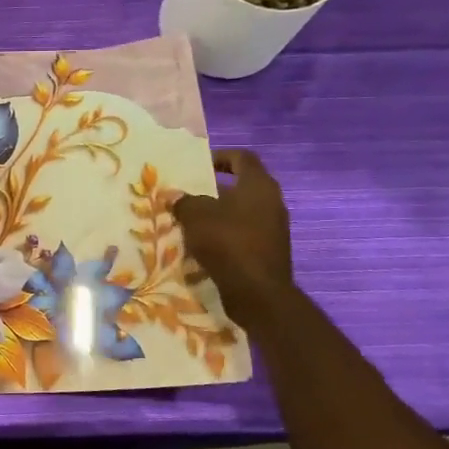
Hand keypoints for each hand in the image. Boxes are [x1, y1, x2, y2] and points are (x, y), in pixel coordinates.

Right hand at [172, 149, 294, 330]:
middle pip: (241, 186)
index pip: (242, 158)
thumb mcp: (196, 216)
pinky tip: (203, 245)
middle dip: (213, 190)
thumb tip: (175, 196)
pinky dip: (225, 235)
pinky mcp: (268, 251)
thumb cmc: (227, 242)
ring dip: (218, 215)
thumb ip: (184, 201)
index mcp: (258, 185)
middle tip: (188, 195)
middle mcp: (271, 202)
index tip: (197, 166)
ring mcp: (273, 228)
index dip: (219, 157)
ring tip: (191, 222)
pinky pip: (243, 234)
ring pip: (241, 212)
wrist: (257, 292)